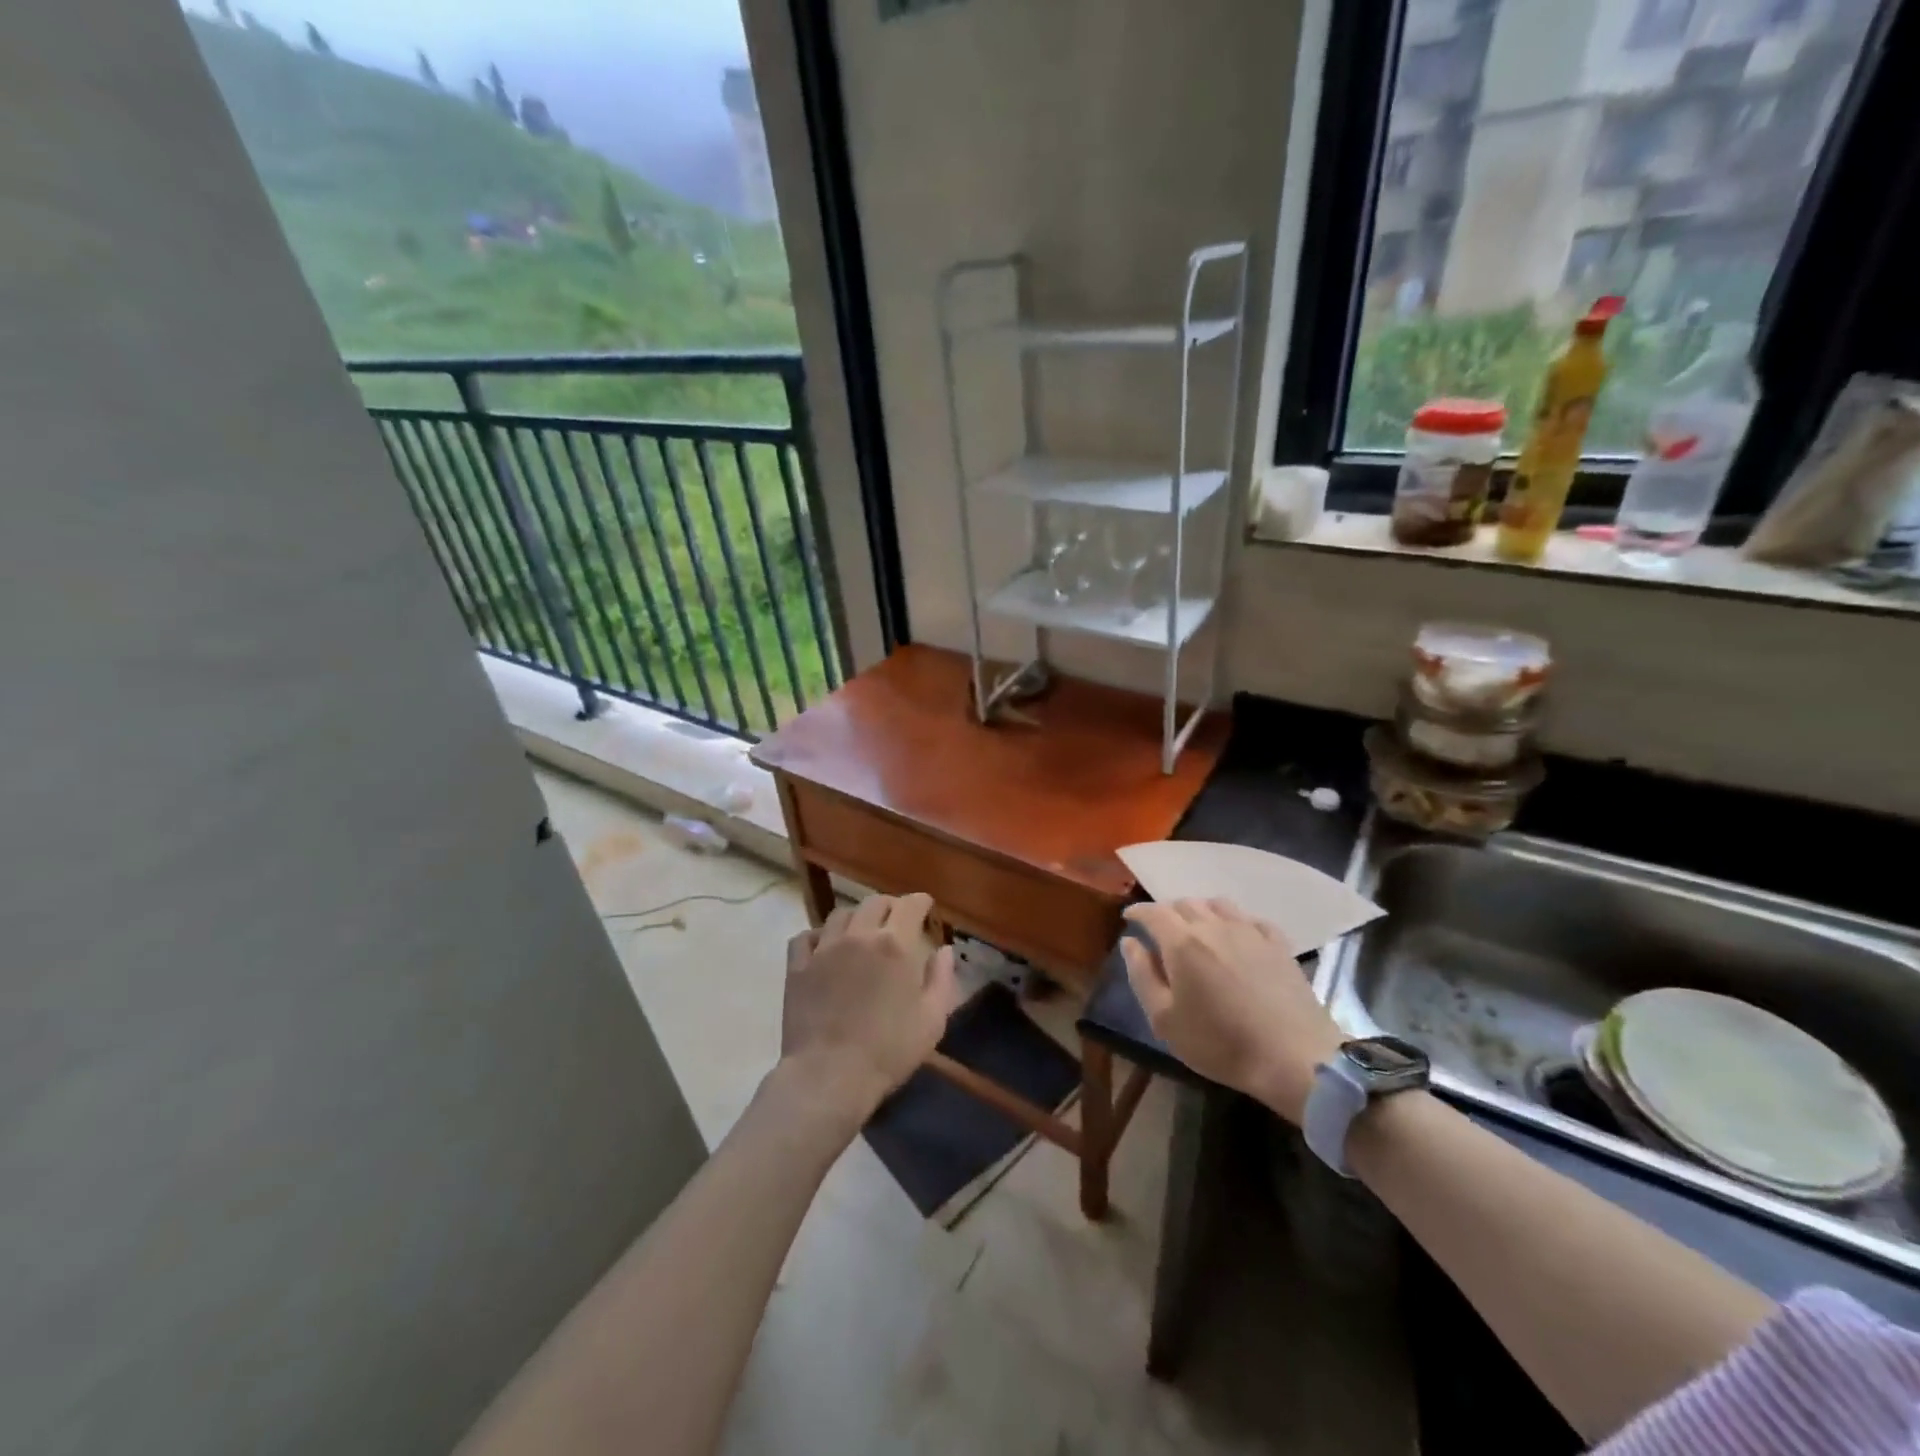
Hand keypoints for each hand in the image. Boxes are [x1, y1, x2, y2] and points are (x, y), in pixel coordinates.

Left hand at [778, 893, 958, 1127]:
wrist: (829, 1076)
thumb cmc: (888, 1051)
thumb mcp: (932, 1020)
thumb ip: (942, 979)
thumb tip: (945, 950)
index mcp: (895, 945)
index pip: (910, 905)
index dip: (921, 902)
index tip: (926, 908)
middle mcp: (859, 936)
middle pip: (875, 903)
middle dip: (891, 907)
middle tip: (897, 922)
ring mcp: (824, 949)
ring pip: (841, 914)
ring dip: (857, 918)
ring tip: (862, 933)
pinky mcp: (798, 967)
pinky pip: (806, 937)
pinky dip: (819, 936)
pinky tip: (825, 948)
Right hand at [1120, 899, 1344, 1123]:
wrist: (1294, 1057)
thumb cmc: (1220, 1043)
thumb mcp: (1164, 1019)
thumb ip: (1142, 975)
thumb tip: (1130, 943)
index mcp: (1182, 942)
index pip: (1153, 912)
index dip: (1137, 911)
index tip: (1129, 918)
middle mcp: (1213, 926)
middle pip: (1184, 903)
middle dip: (1167, 912)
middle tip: (1161, 931)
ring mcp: (1250, 931)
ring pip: (1217, 904)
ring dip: (1200, 911)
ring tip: (1197, 929)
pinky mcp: (1278, 944)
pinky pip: (1251, 919)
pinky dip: (1235, 921)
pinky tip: (1237, 937)